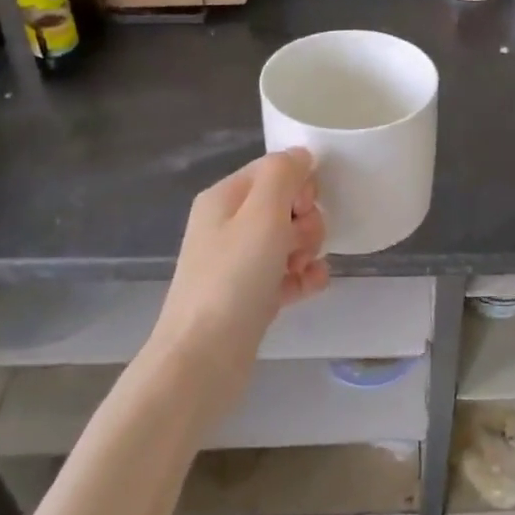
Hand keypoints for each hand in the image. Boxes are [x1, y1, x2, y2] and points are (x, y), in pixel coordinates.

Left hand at [152, 150, 328, 403]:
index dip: (299, 183)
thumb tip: (301, 155)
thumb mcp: (261, 214)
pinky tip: (312, 287)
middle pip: (286, 204)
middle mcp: (229, 225)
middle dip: (306, 220)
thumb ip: (284, 174)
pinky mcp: (251, 295)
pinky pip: (288, 273)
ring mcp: (239, 262)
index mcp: (225, 198)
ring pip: (290, 239)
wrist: (203, 359)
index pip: (274, 169)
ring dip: (308, 249)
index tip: (304, 207)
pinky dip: (303, 277)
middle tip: (299, 244)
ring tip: (302, 269)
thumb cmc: (233, 278)